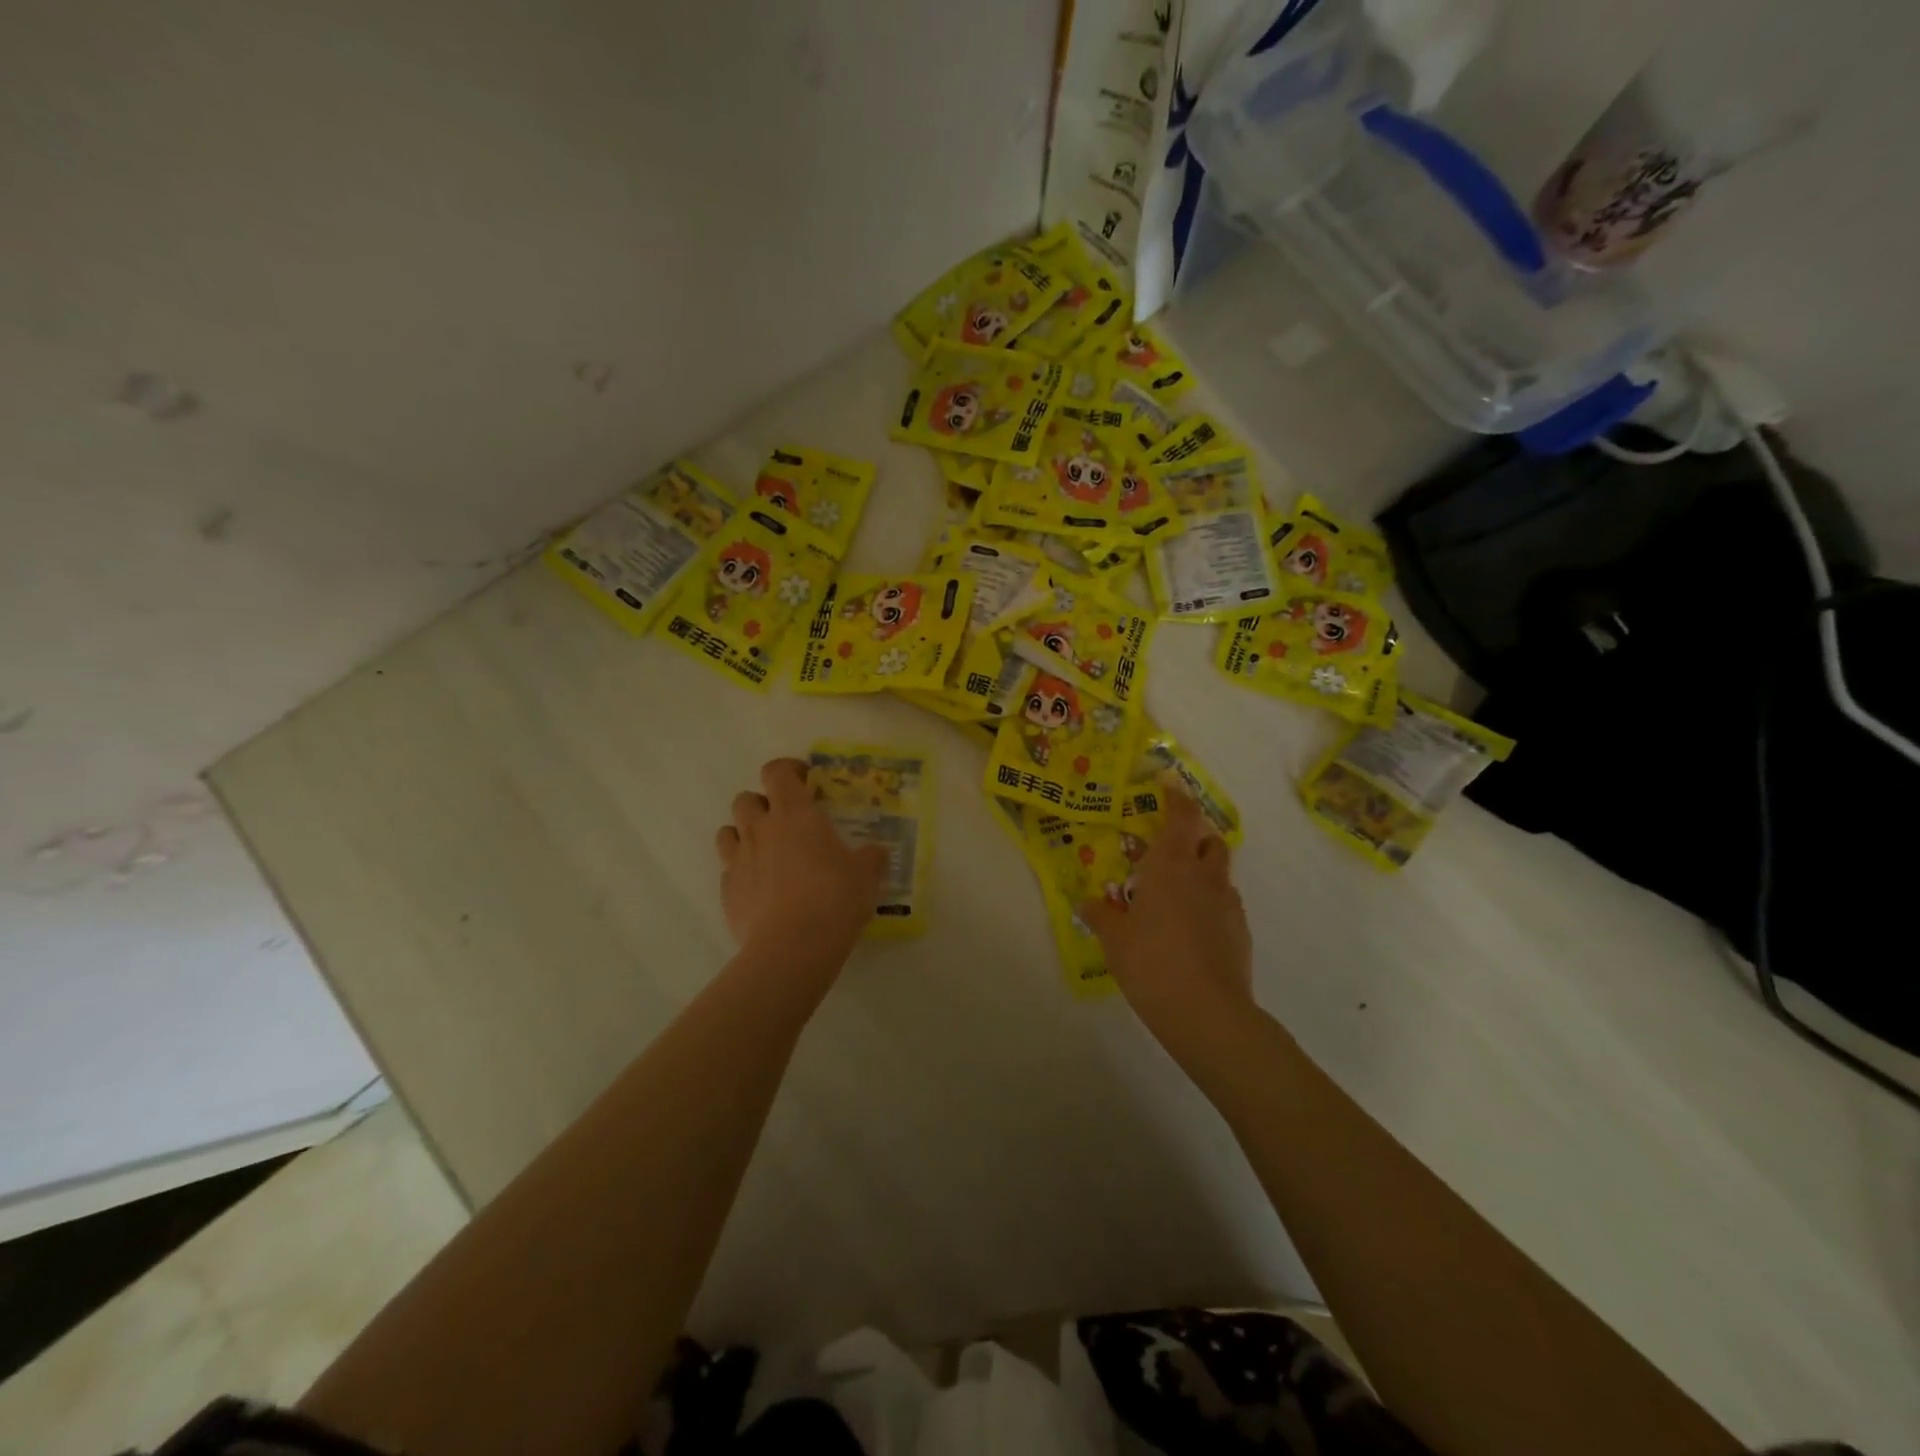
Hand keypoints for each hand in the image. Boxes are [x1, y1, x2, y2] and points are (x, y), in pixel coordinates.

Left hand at [715, 758, 888, 967]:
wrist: (793, 946)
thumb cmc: (835, 898)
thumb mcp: (866, 875)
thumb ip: (870, 859)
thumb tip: (876, 853)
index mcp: (794, 814)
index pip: (777, 772)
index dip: (788, 770)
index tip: (805, 781)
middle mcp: (760, 829)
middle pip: (746, 799)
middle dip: (762, 804)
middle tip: (786, 821)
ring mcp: (738, 860)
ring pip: (728, 831)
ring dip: (744, 834)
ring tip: (767, 852)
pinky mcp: (726, 893)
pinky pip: (728, 871)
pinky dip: (742, 873)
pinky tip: (761, 890)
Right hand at [1079, 783, 1253, 1048]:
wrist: (1206, 1012)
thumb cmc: (1151, 963)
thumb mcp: (1114, 939)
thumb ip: (1100, 915)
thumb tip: (1087, 903)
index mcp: (1169, 866)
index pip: (1180, 816)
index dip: (1176, 797)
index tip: (1169, 783)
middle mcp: (1203, 876)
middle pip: (1209, 839)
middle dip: (1194, 835)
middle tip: (1170, 848)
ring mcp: (1227, 903)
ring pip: (1219, 872)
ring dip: (1203, 871)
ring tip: (1178, 893)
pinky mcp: (1241, 931)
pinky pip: (1225, 903)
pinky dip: (1211, 903)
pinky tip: (1192, 928)